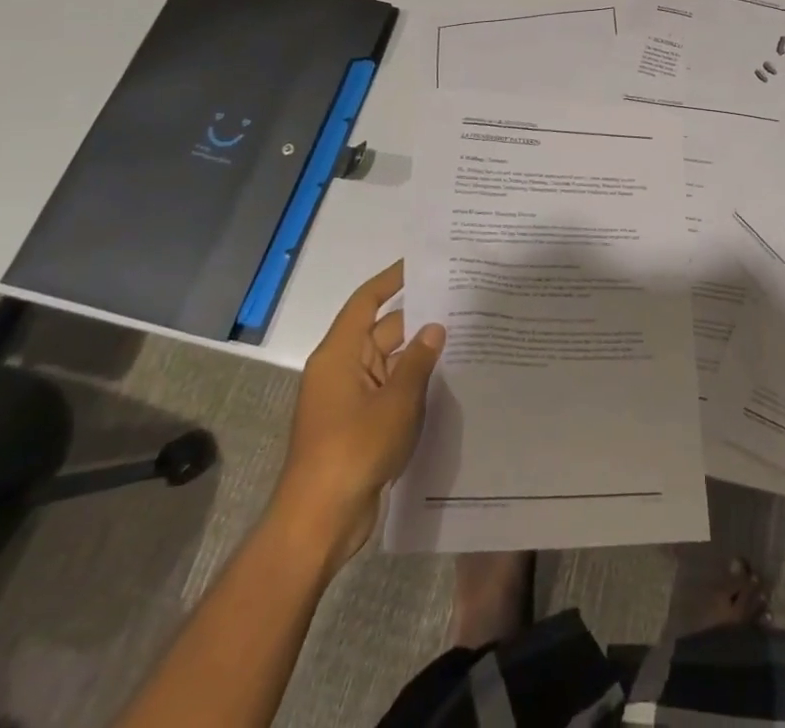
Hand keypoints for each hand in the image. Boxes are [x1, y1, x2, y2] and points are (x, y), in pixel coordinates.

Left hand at [269, 260, 444, 563]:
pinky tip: (446, 381)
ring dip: (419, 354)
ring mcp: (349, 399)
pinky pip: (389, 391)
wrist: (321, 521)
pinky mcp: (359, 425)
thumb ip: (418, 359)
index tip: (423, 263)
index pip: (366, 301)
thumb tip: (435, 328)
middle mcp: (342, 369)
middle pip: (382, 331)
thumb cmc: (354, 448)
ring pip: (390, 363)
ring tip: (464, 336)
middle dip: (418, 319)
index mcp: (340, 354)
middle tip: (460, 302)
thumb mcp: (396, 400)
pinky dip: (413, 383)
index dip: (392, 279)